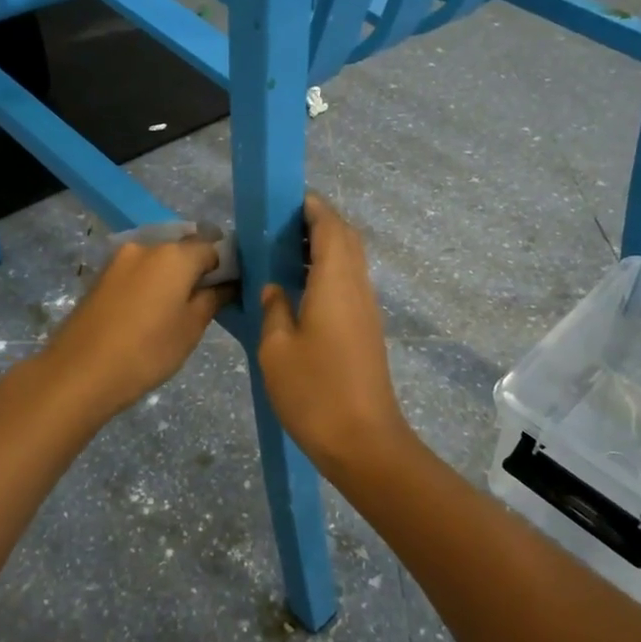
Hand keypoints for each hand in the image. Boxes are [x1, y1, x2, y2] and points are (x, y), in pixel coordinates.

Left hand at [39, 235, 226, 416]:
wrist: (79, 372)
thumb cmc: (147, 351)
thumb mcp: (191, 328)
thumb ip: (213, 298)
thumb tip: (227, 284)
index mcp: (174, 254)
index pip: (213, 246)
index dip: (225, 266)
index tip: (230, 290)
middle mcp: (146, 246)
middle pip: (182, 249)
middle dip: (197, 269)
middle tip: (204, 302)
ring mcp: (119, 260)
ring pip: (157, 261)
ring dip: (171, 277)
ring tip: (175, 311)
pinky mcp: (101, 277)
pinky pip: (137, 272)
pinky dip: (149, 284)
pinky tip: (149, 313)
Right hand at [257, 195, 413, 471]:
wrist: (362, 441)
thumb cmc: (314, 391)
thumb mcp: (276, 348)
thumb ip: (274, 308)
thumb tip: (275, 287)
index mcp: (335, 282)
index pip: (331, 226)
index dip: (312, 207)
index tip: (285, 200)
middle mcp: (357, 287)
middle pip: (345, 238)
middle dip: (317, 223)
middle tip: (279, 227)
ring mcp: (366, 309)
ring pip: (349, 261)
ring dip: (323, 248)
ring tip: (283, 254)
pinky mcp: (366, 330)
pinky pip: (348, 284)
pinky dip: (327, 272)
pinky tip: (298, 290)